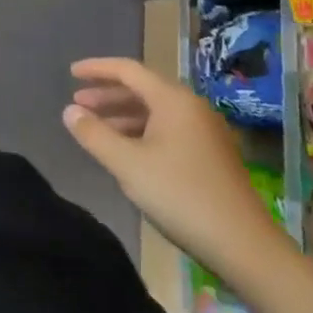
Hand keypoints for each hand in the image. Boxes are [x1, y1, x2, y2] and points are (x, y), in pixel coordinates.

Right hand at [63, 56, 290, 280]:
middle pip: (143, 89)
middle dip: (108, 94)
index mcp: (173, 101)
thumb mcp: (127, 164)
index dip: (97, 68)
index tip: (71, 72)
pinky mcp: (210, 155)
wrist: (243, 244)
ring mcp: (205, 132)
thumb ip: (94, 134)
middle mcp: (192, 108)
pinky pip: (167, 129)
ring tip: (95, 127)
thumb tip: (69, 111)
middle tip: (77, 102)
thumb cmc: (179, 195)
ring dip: (123, 115)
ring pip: (156, 111)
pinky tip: (126, 150)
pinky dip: (141, 131)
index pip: (128, 70)